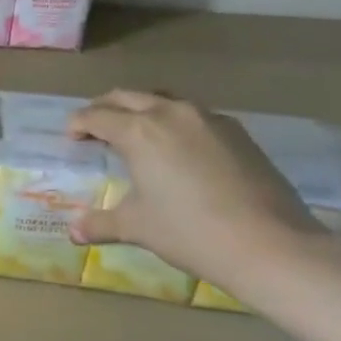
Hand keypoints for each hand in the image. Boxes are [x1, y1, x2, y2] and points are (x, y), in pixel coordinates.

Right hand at [66, 89, 326, 283]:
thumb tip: (73, 231)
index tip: (70, 137)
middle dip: (105, 108)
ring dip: (142, 110)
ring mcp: (209, 119)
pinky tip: (177, 149)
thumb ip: (100, 223)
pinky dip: (174, 122)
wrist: (269, 244)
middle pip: (128, 96)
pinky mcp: (237, 132)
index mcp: (139, 131)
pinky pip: (194, 115)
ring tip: (135, 133)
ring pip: (164, 100)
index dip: (78, 124)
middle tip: (94, 128)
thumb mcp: (136, 227)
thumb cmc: (189, 232)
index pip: (96, 115)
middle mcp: (171, 114)